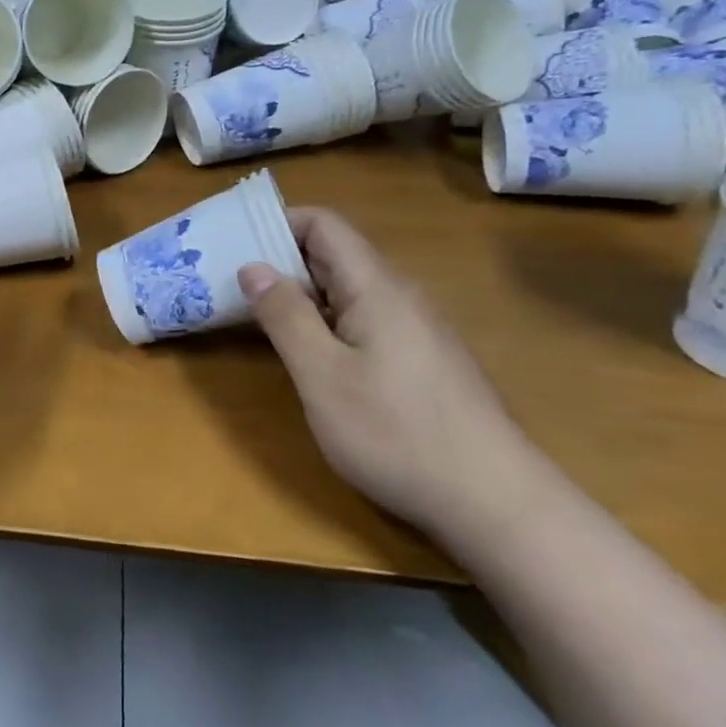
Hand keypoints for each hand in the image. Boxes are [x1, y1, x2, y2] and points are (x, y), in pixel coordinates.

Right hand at [239, 207, 538, 535]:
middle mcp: (400, 297)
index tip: (233, 242)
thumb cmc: (396, 433)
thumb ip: (285, 316)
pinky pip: (363, 319)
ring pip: (347, 291)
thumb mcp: (322, 375)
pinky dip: (325, 321)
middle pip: (334, 255)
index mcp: (376, 288)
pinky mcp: (421, 361)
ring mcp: (416, 330)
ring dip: (300, 294)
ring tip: (255, 314)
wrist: (495, 503)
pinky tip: (306, 353)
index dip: (278, 222)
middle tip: (229, 281)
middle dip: (280, 259)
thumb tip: (253, 267)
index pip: (324, 225)